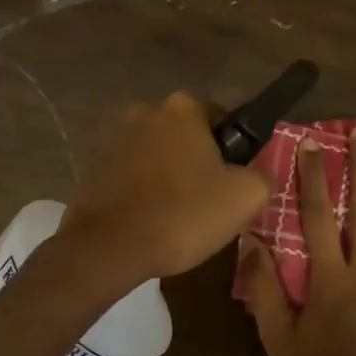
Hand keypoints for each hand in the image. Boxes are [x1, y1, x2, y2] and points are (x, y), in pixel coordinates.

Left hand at [61, 92, 270, 283]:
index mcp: (183, 108)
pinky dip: (144, 193)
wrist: (109, 247)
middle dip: (199, 163)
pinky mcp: (95, 169)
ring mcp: (115, 140)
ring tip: (178, 218)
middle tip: (210, 203)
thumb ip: (261, 175)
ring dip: (170, 178)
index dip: (233, 152)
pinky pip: (133, 176)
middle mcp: (145, 112)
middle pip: (187, 137)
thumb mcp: (246, 196)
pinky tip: (151, 222)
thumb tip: (253, 174)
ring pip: (158, 157)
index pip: (222, 120)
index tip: (233, 183)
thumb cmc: (184, 214)